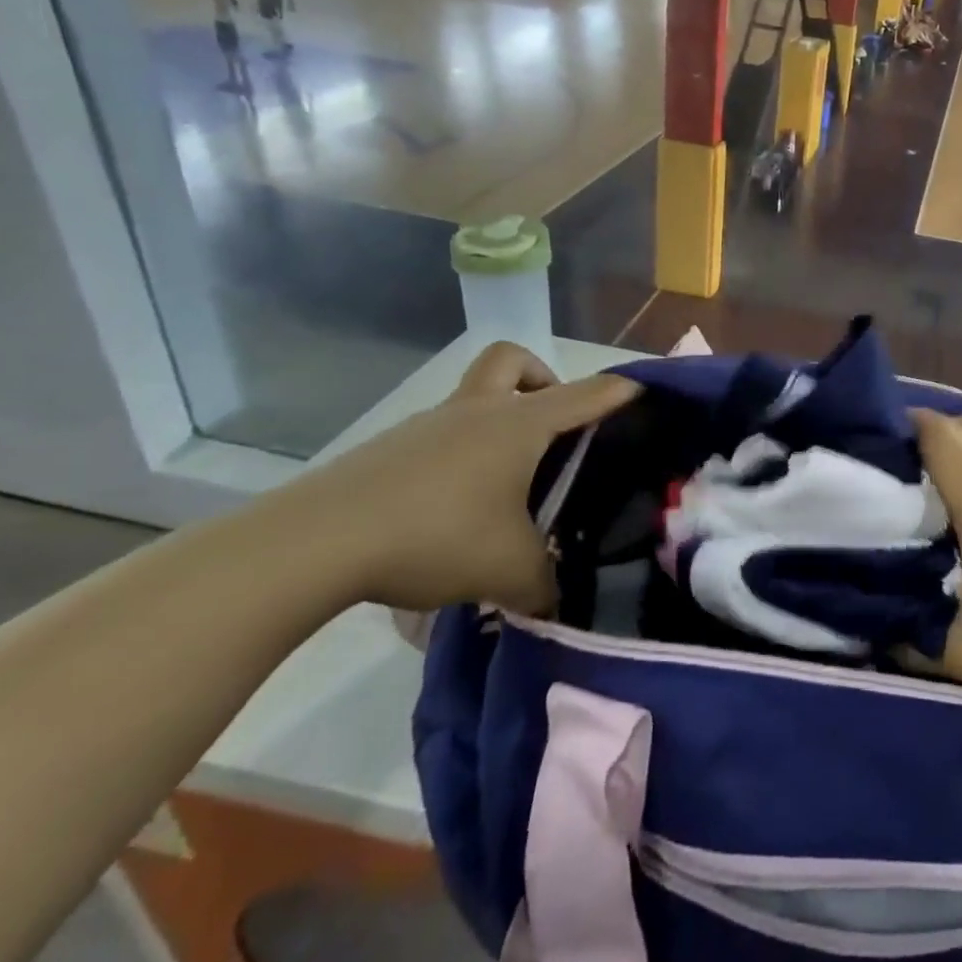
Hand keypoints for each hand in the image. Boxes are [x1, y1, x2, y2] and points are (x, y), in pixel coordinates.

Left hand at [270, 344, 638, 615]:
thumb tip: (557, 600)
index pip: (587, 394)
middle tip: (553, 428)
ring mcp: (427, 426)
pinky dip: (460, 456)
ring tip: (506, 484)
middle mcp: (476, 411)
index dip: (621, 390)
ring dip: (497, 421)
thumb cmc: (435, 535)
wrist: (315, 544)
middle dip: (542, 379)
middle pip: (513, 360)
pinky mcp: (389, 450)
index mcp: (519, 424)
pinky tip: (455, 509)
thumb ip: (545, 584)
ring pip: (473, 398)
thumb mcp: (508, 570)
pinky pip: (440, 435)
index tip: (646, 388)